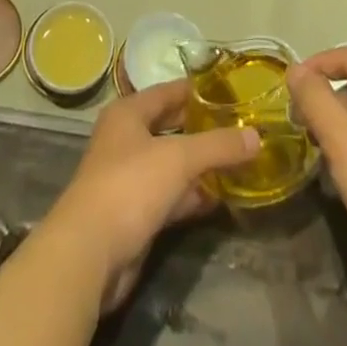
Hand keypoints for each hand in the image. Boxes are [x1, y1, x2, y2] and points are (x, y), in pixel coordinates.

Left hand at [38, 79, 259, 311]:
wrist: (90, 254)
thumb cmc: (130, 186)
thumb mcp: (179, 158)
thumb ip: (218, 146)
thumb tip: (256, 137)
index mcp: (129, 113)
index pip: (169, 91)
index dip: (198, 90)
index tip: (231, 90)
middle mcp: (127, 139)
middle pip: (171, 127)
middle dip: (203, 128)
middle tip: (240, 127)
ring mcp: (130, 178)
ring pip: (172, 164)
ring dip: (201, 165)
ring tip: (239, 161)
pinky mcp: (135, 214)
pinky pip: (170, 196)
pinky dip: (192, 195)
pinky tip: (220, 197)